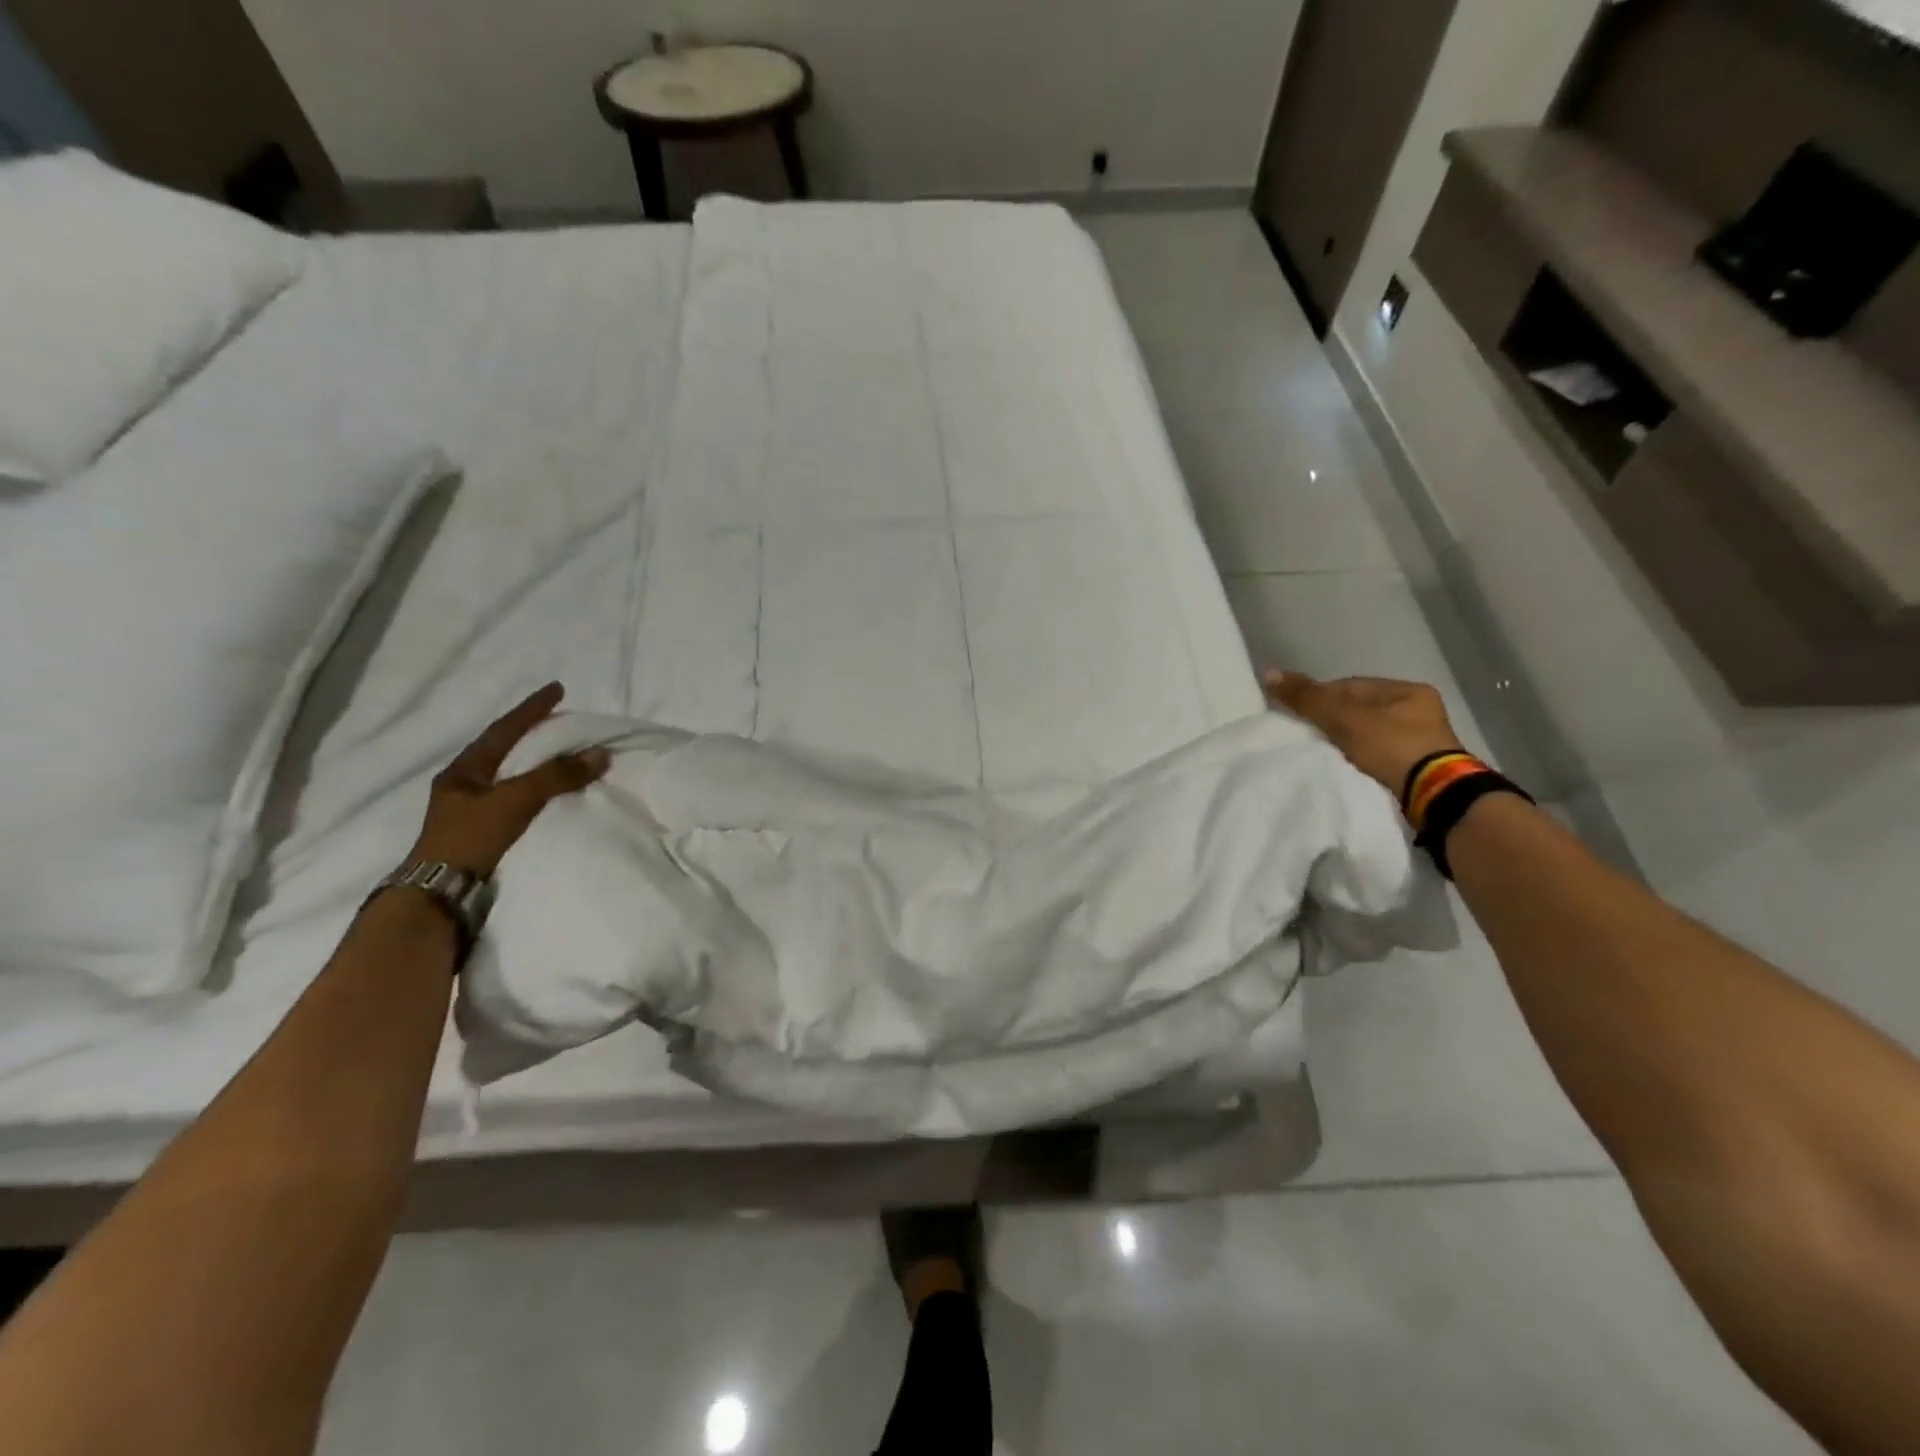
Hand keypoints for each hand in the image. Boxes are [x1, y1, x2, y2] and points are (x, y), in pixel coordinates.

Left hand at [408, 683, 610, 876]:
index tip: (558, 689)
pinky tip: (550, 791)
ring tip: (561, 753)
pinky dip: (537, 788)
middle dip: (532, 733)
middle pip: (504, 749)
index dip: (532, 708)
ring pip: (510, 775)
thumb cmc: (471, 838)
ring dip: (536, 762)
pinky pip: (517, 798)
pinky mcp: (483, 832)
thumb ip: (556, 775)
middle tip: (561, 720)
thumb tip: (600, 752)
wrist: (440, 894)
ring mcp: (471, 810)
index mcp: (464, 770)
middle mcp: (465, 785)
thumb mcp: (515, 800)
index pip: (504, 729)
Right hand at [1265, 670, 1463, 797]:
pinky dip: (1358, 760)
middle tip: (1307, 736)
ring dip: (1345, 743)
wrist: (1434, 797)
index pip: (1351, 686)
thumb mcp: (1345, 719)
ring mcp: (1422, 742)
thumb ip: (1308, 698)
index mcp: (1408, 691)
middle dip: (1332, 722)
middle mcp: (1419, 712)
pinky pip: (1377, 757)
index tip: (1298, 715)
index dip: (1320, 697)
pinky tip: (1343, 767)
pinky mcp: (1417, 769)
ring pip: (1367, 735)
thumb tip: (1269, 673)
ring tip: (1322, 754)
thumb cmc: (1392, 747)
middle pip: (1359, 711)